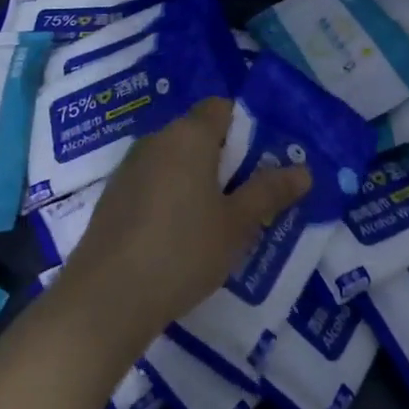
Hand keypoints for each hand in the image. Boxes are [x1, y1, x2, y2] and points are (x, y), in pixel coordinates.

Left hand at [56, 97, 311, 356]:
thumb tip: (304, 170)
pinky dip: (171, 198)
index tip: (261, 163)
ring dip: (197, 181)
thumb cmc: (181, 251)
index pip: (222, 108)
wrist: (104, 301)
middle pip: (199, 133)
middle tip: (248, 197)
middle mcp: (157, 140)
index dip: (245, 128)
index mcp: (189, 135)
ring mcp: (130, 168)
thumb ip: (269, 192)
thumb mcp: (236, 224)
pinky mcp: (112, 198)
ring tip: (217, 223)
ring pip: (175, 160)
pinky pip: (153, 183)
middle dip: (225, 159)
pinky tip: (178, 239)